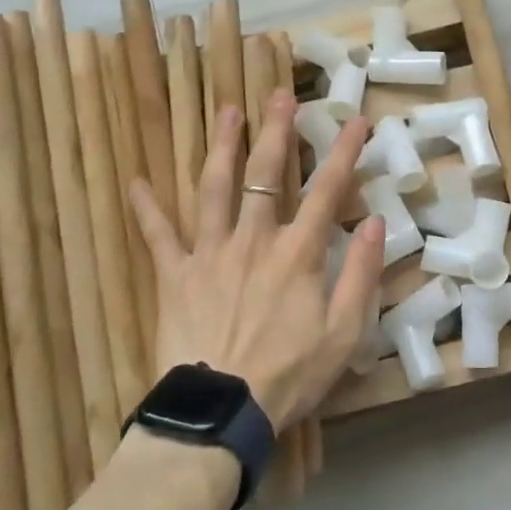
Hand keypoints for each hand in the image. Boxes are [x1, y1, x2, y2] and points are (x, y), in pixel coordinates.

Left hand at [129, 91, 385, 430]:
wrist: (220, 413)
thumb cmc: (289, 374)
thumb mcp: (344, 333)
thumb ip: (361, 274)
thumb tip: (374, 222)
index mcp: (297, 253)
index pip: (327, 190)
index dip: (344, 152)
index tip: (356, 120)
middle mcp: (254, 240)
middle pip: (266, 175)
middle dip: (276, 131)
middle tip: (279, 96)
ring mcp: (210, 254)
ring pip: (214, 189)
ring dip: (221, 147)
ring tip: (226, 111)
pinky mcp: (175, 277)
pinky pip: (159, 237)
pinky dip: (147, 210)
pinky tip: (136, 182)